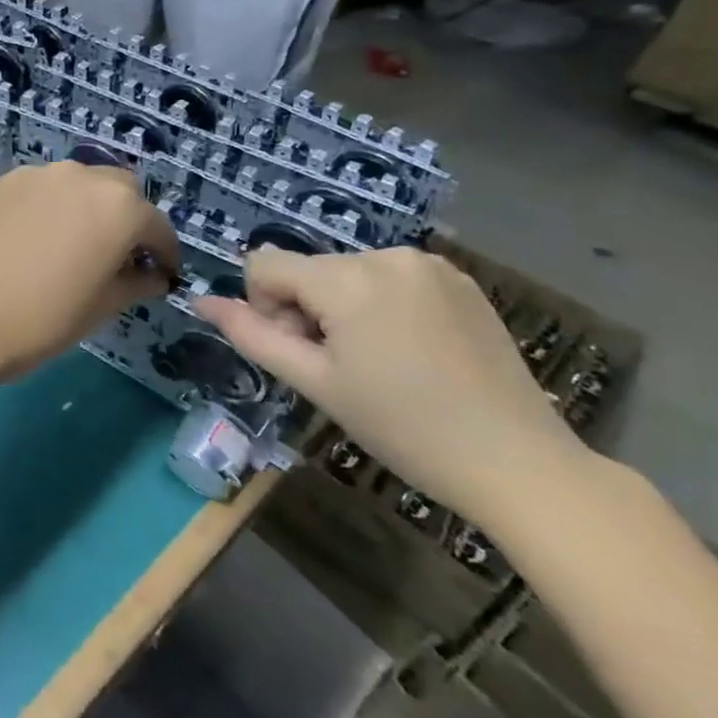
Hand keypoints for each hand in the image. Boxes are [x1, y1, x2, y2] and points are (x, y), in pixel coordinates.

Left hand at [0, 161, 178, 382]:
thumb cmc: (42, 319)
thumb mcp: (102, 308)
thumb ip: (136, 284)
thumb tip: (153, 276)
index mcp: (117, 206)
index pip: (156, 225)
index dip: (165, 252)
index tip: (163, 273)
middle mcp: (79, 176)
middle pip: (119, 191)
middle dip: (127, 218)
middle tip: (118, 255)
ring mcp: (34, 175)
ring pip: (75, 183)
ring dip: (85, 207)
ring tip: (71, 243)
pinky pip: (37, 190)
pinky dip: (46, 207)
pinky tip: (31, 239)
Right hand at [195, 248, 589, 523]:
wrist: (518, 462)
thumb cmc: (402, 427)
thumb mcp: (314, 383)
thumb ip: (251, 334)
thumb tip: (200, 300)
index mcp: (349, 279)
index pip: (265, 265)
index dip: (266, 309)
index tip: (303, 353)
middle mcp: (388, 255)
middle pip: (308, 270)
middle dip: (306, 311)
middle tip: (340, 369)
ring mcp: (431, 264)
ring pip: (346, 274)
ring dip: (342, 309)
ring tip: (379, 364)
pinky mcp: (461, 280)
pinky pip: (389, 279)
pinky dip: (381, 306)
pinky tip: (412, 352)